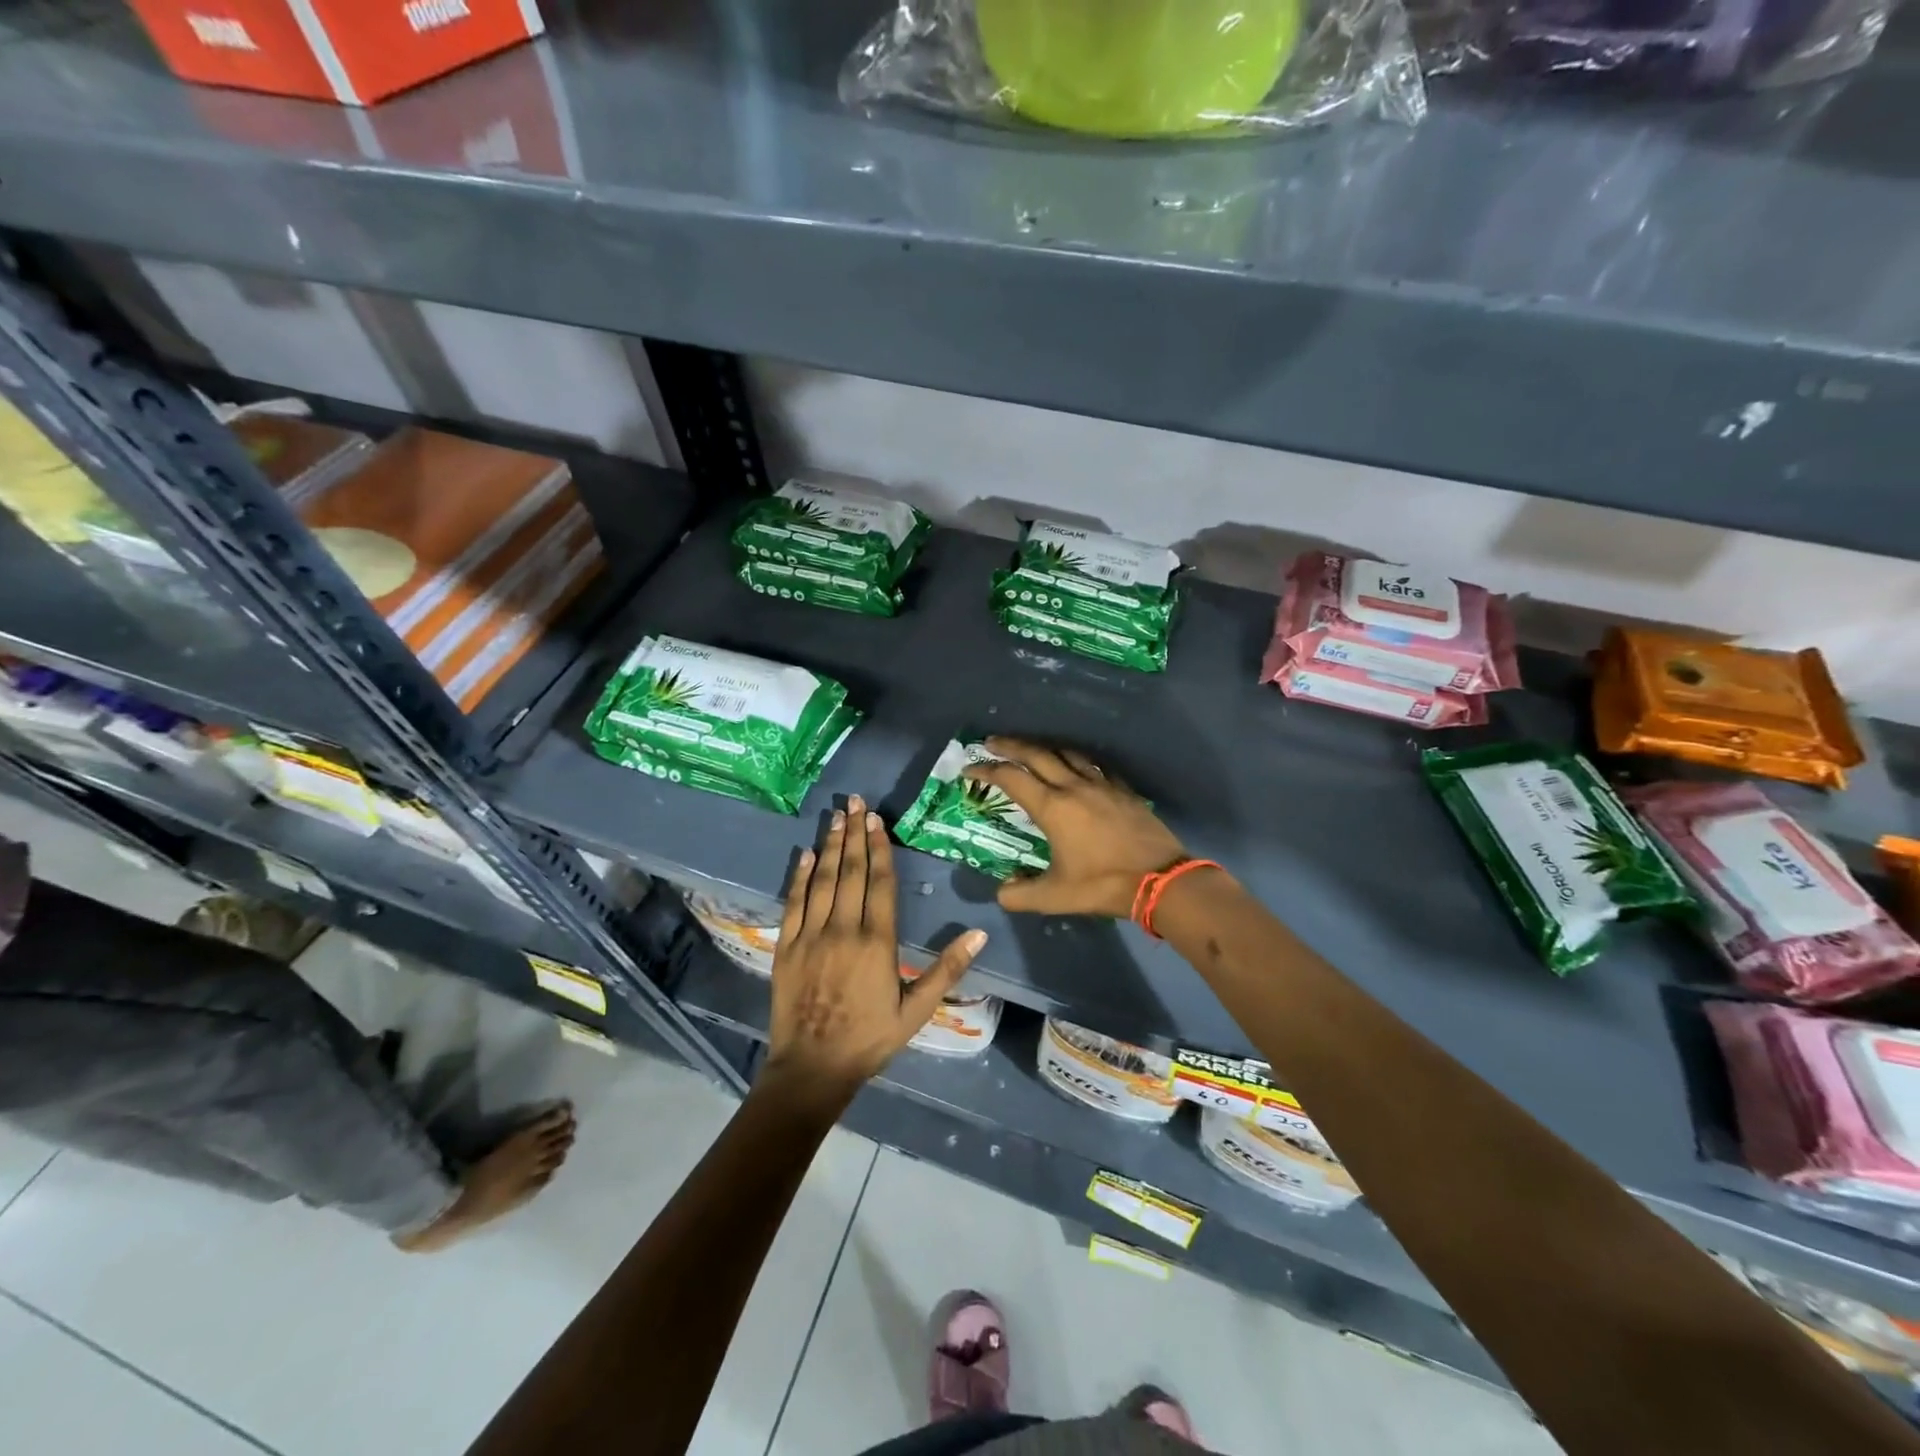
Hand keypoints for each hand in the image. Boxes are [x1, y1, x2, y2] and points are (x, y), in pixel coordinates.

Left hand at [763, 795, 986, 1102]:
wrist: (813, 1068)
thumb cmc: (871, 1039)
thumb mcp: (917, 1010)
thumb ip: (947, 970)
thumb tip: (979, 935)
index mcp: (878, 942)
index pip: (881, 883)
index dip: (880, 849)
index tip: (878, 820)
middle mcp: (844, 929)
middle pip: (850, 872)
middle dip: (854, 834)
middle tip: (856, 802)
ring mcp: (811, 936)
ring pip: (822, 880)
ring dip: (829, 845)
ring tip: (835, 816)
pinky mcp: (787, 946)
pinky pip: (794, 902)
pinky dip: (799, 876)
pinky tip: (805, 853)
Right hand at [964, 737, 1186, 918]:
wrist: (1160, 879)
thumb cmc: (1103, 885)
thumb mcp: (1055, 897)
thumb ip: (1020, 894)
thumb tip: (1001, 891)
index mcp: (1052, 808)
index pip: (1011, 779)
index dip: (986, 771)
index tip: (970, 769)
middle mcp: (1073, 787)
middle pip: (1036, 755)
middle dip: (1010, 746)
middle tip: (991, 742)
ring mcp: (1102, 785)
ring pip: (1067, 754)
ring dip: (1044, 748)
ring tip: (1032, 749)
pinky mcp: (1123, 790)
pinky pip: (1095, 766)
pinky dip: (1078, 761)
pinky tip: (1078, 766)